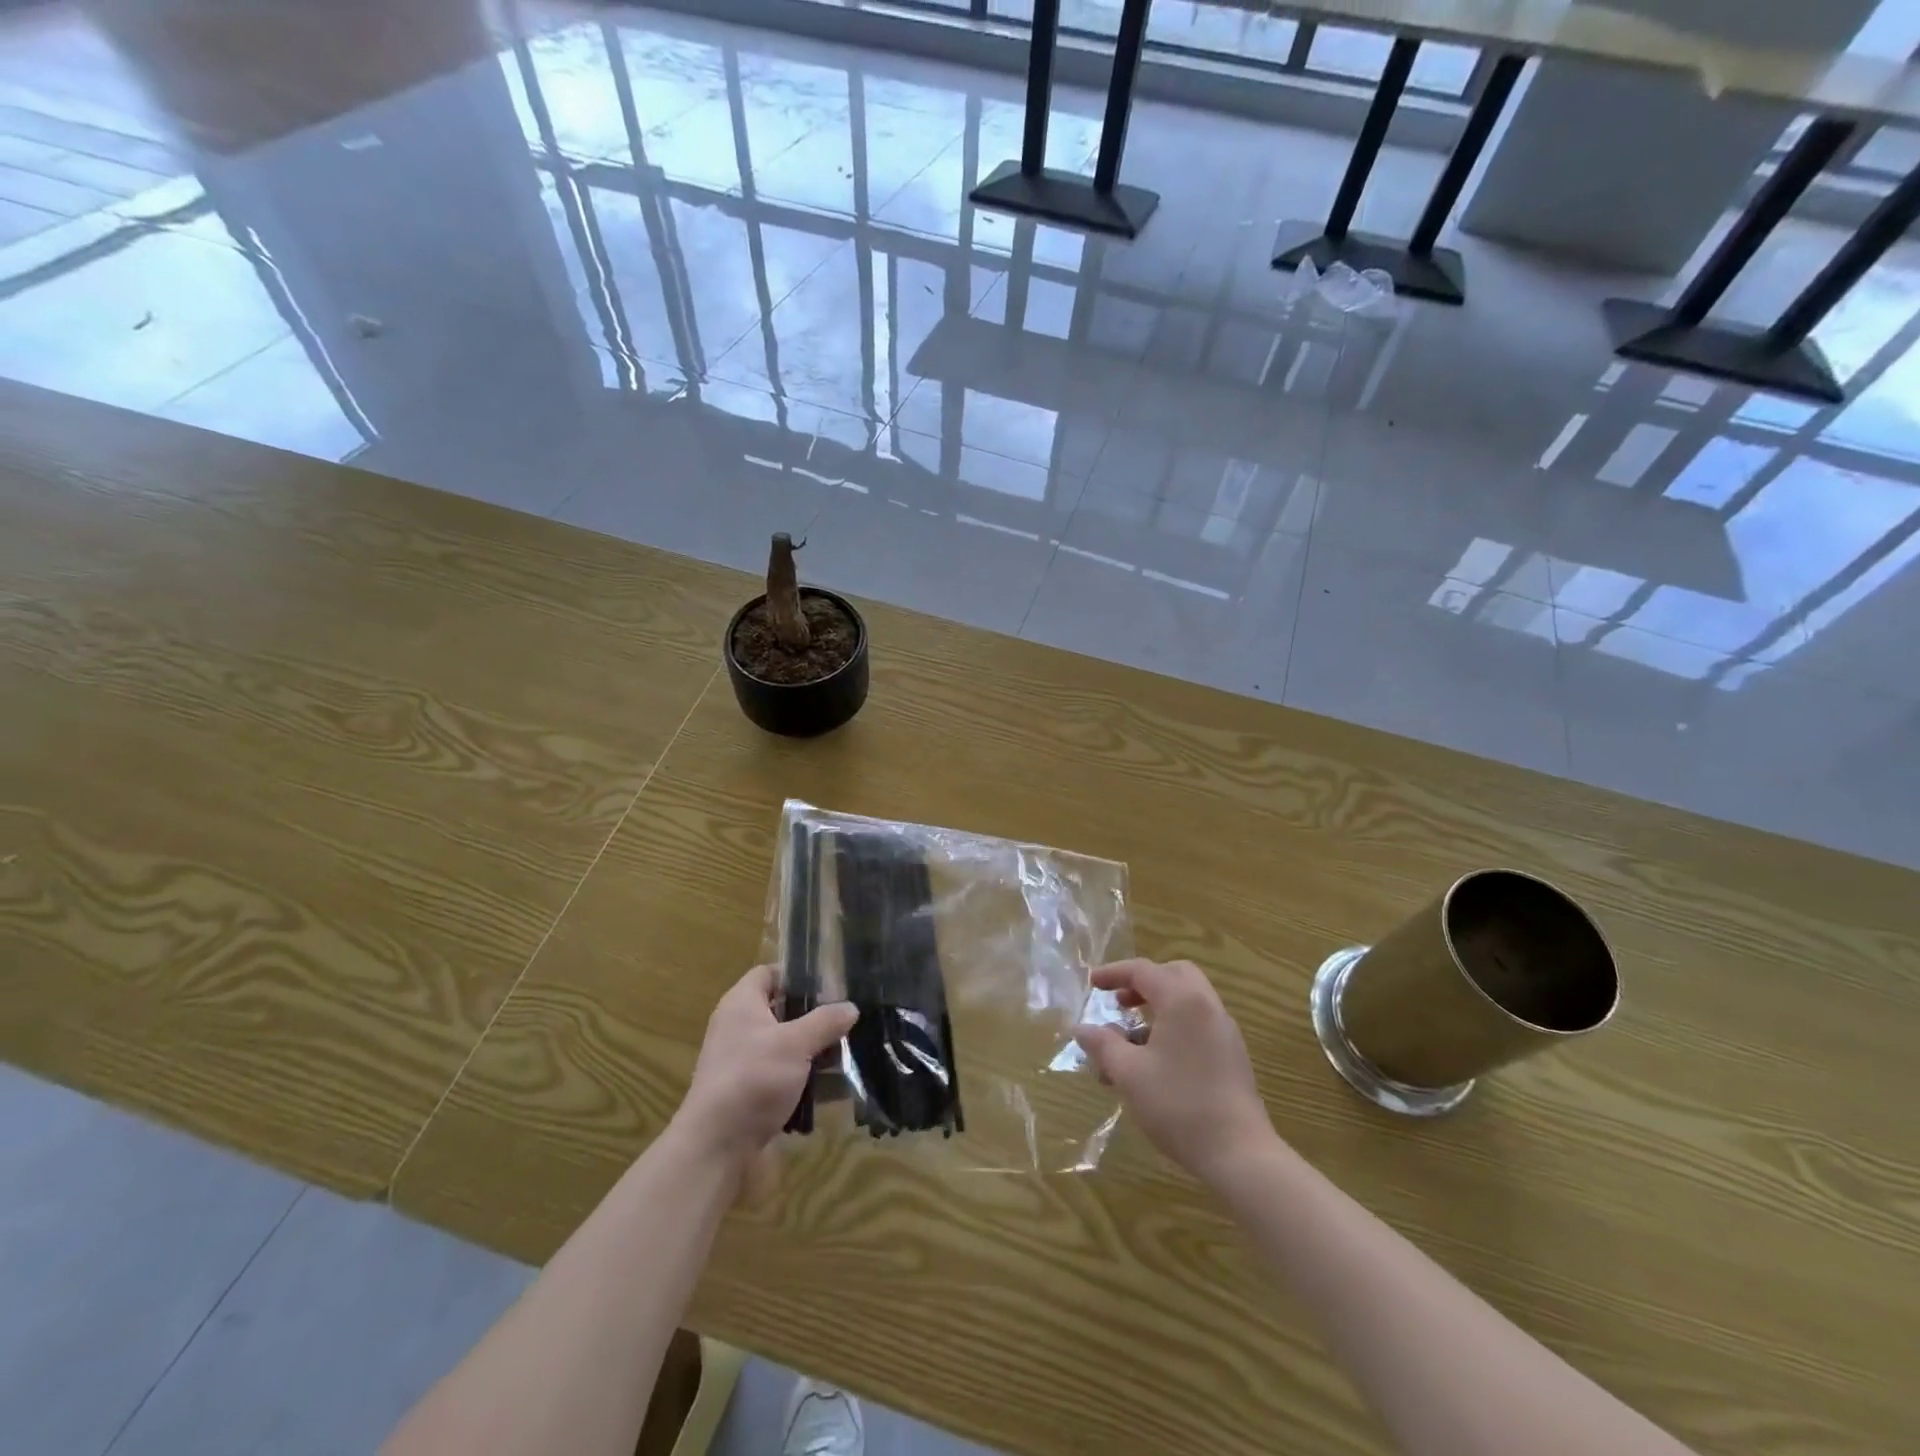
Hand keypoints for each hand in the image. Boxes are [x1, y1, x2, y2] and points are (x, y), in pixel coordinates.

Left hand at [673, 965, 857, 1169]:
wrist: (717, 1148)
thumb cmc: (753, 1079)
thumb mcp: (795, 1044)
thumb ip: (825, 1021)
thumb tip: (852, 1007)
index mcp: (742, 1005)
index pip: (768, 973)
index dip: (797, 973)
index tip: (831, 980)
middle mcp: (741, 1029)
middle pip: (783, 1011)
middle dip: (817, 1016)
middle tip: (850, 1016)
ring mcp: (746, 1064)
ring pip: (789, 1047)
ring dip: (818, 1051)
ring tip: (854, 1051)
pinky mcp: (753, 1095)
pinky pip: (787, 1079)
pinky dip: (810, 1082)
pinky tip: (840, 1088)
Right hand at [1074, 959, 1273, 1185]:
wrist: (1240, 1155)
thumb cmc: (1179, 1105)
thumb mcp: (1129, 1074)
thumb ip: (1103, 1045)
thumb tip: (1081, 1029)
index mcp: (1182, 1000)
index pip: (1144, 971)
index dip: (1114, 973)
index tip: (1092, 984)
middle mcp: (1207, 1006)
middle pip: (1173, 975)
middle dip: (1143, 983)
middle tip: (1120, 1003)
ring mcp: (1224, 1032)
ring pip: (1187, 1002)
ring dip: (1156, 1010)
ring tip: (1129, 1044)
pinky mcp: (1232, 1056)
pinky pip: (1198, 1025)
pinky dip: (1173, 1028)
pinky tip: (1154, 1064)